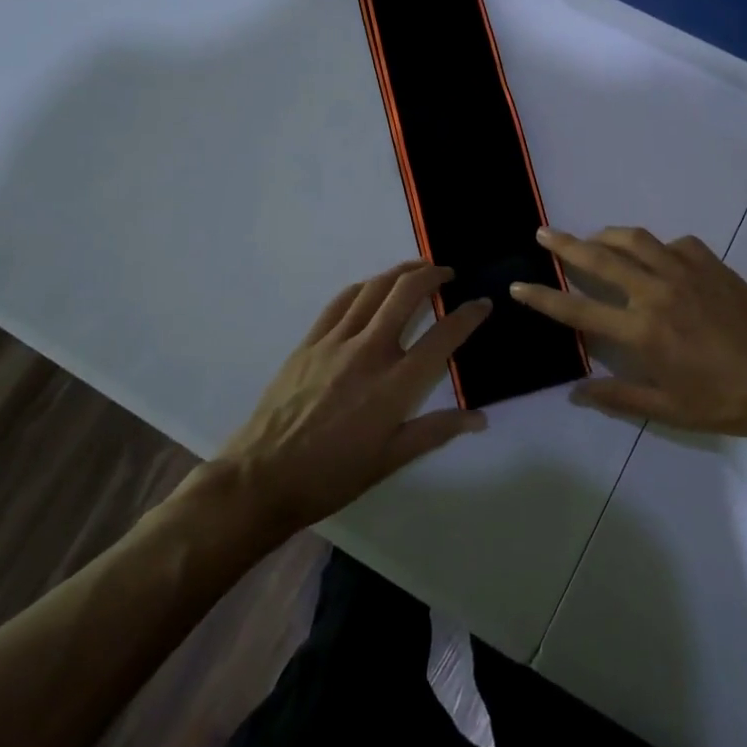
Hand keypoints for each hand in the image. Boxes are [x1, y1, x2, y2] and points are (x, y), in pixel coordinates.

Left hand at [215, 262, 489, 534]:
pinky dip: (364, 287)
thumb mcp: (391, 460)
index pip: (443, 337)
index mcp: (395, 384)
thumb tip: (480, 418)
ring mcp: (336, 342)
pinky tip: (372, 287)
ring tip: (417, 269)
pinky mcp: (310, 341)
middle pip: (406, 294)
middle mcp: (369, 352)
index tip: (482, 303)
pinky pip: (341, 301)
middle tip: (447, 273)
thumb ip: (436, 431)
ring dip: (400, 272)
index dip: (469, 315)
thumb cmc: (332, 475)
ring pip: (374, 289)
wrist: (263, 477)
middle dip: (433, 275)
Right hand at [513, 227, 746, 445]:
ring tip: (592, 238)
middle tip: (543, 233)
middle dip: (565, 244)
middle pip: (599, 258)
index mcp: (642, 330)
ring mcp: (685, 270)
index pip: (578, 309)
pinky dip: (655, 246)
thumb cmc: (725, 402)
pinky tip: (655, 258)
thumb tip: (576, 392)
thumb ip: (618, 397)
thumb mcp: (667, 409)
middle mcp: (656, 291)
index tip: (518, 286)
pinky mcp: (711, 263)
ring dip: (606, 235)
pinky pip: (672, 244)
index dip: (543, 298)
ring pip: (634, 239)